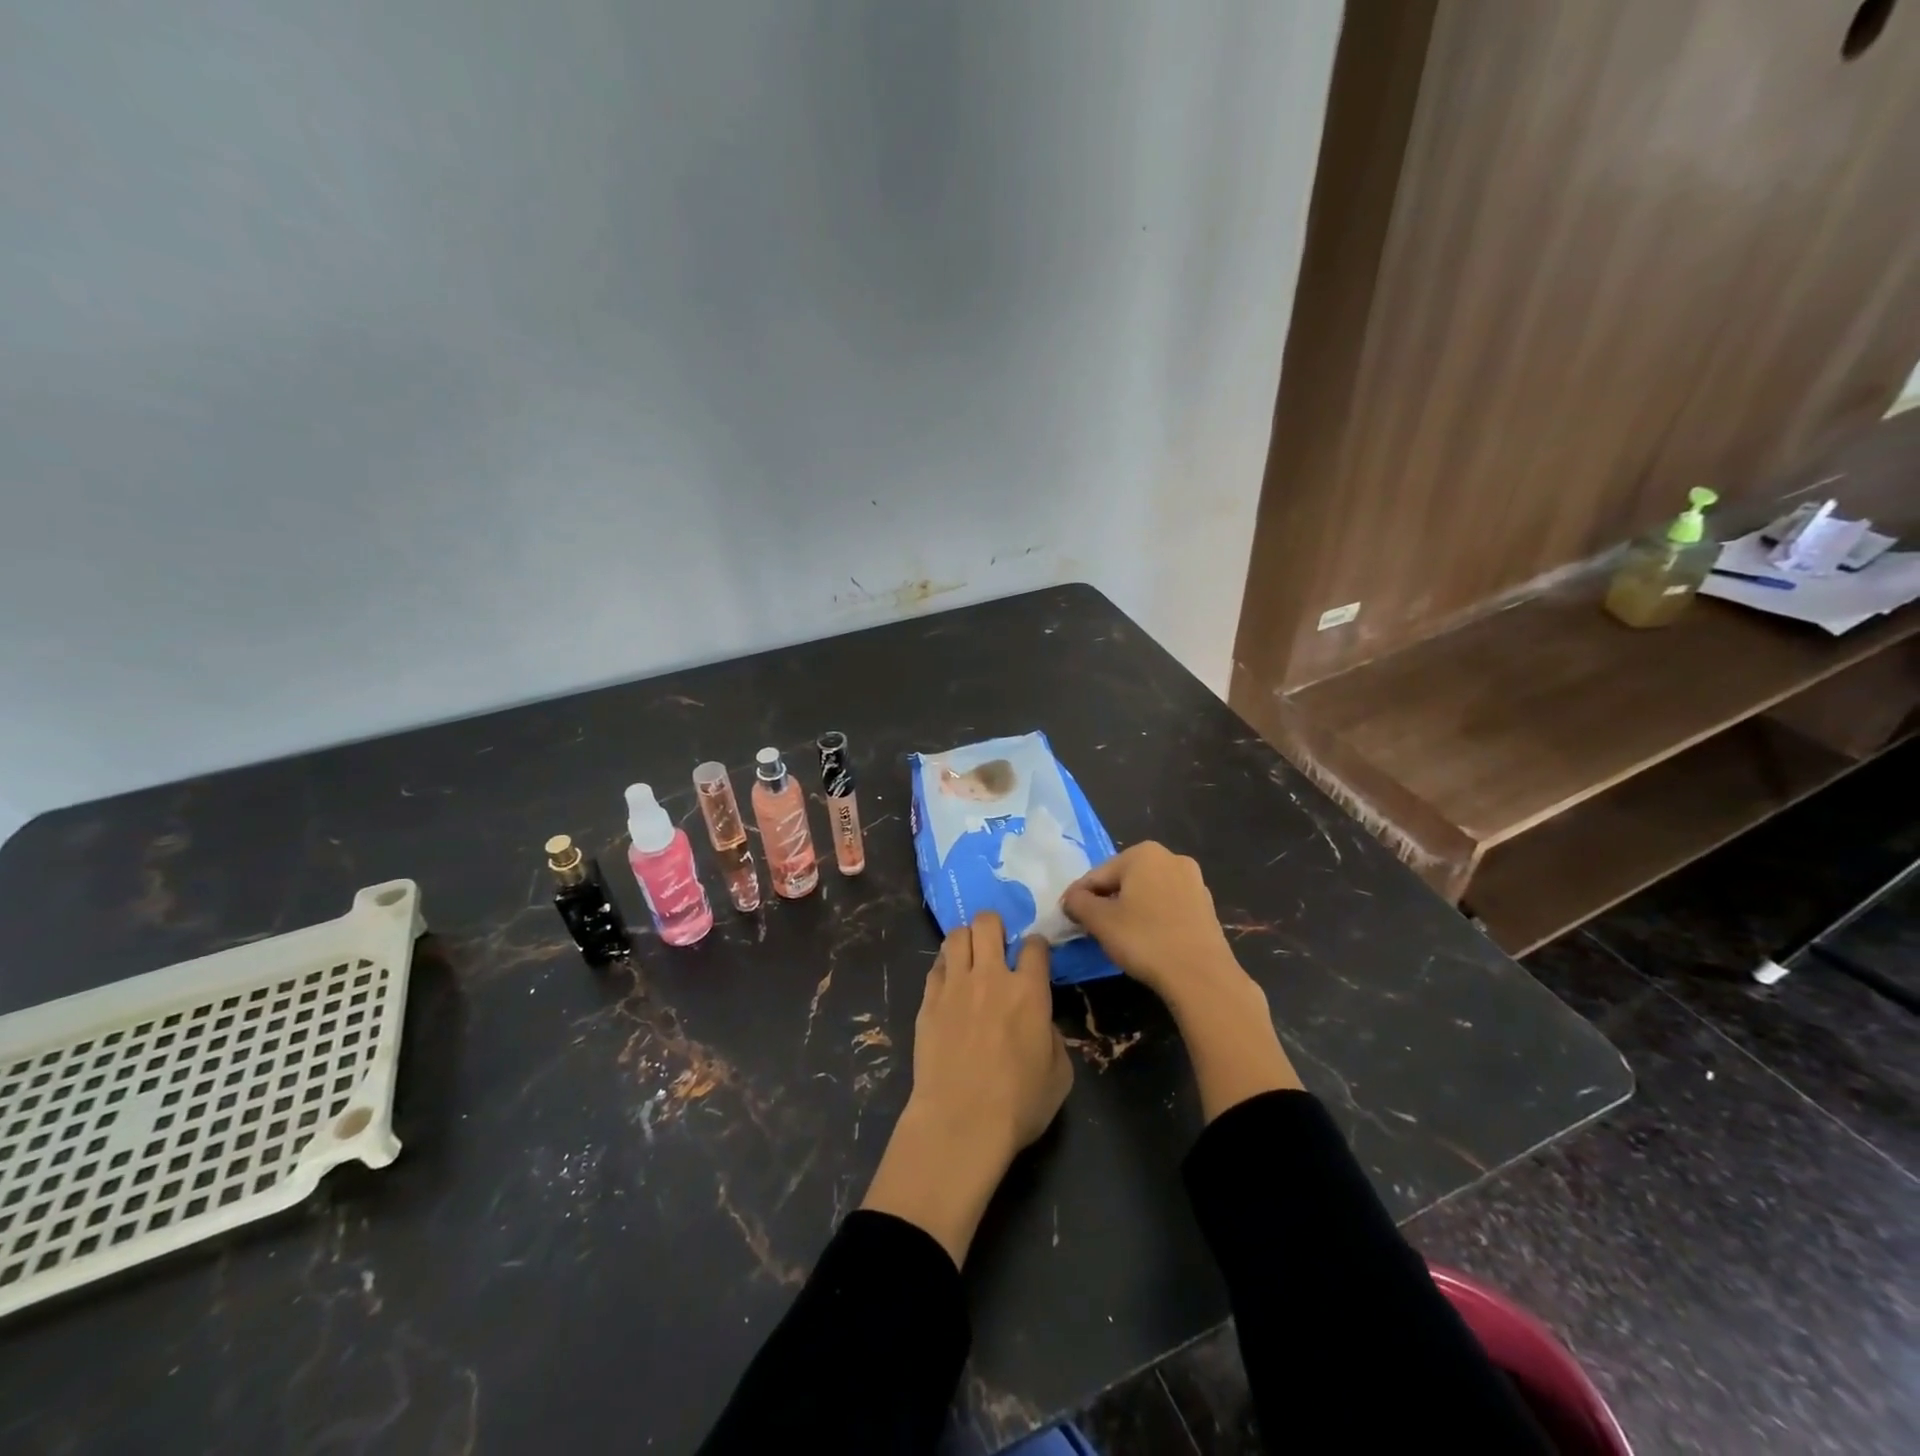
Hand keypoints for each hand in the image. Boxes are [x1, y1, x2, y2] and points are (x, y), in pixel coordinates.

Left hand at [861, 912, 1072, 1265]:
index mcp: (1029, 991)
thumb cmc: (1018, 1104)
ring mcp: (955, 985)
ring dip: (966, 940)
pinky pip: (936, 966)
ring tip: (969, 956)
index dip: (1036, 946)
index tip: (1034, 956)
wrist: (960, 1122)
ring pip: (956, 935)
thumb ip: (1053, 1037)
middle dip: (994, 926)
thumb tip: (1041, 1023)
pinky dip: (945, 967)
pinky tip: (949, 981)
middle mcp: (991, 976)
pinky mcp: (928, 1000)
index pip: (1034, 945)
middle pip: (988, 923)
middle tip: (996, 945)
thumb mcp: (1059, 1075)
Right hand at [1064, 843, 1300, 1119]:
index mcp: (1144, 853)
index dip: (1079, 897)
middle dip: (1106, 901)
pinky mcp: (1206, 906)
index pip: (1098, 874)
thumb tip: (1071, 899)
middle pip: (1124, 880)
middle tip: (1091, 927)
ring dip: (1129, 909)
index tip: (1068, 917)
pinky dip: (1152, 918)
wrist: (1201, 977)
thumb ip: (1078, 903)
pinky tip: (1146, 940)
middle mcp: (1171, 858)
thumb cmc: (1144, 940)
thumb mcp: (1100, 921)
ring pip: (1147, 893)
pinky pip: (1167, 906)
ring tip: (1117, 936)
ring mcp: (1193, 881)